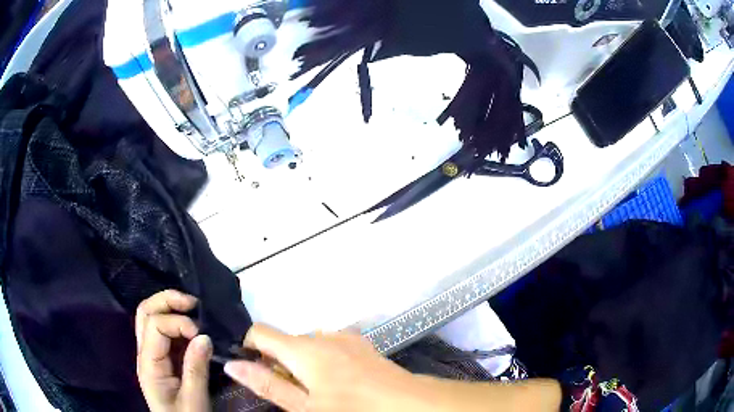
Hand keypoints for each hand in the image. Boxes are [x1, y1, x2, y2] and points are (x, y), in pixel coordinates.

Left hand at [136, 290, 212, 411]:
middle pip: (145, 312)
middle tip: (193, 303)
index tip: (202, 334)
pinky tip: (192, 326)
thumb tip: (205, 336)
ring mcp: (152, 355)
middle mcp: (145, 354)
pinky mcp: (162, 359)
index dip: (178, 322)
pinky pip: (163, 331)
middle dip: (167, 301)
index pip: (155, 326)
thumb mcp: (194, 400)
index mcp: (148, 364)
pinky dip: (176, 321)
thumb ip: (196, 369)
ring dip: (170, 307)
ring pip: (151, 317)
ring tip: (193, 308)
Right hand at [222, 324, 432, 411]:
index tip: (255, 371)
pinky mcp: (362, 344)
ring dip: (303, 363)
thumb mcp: (304, 407)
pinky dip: (324, 360)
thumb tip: (233, 364)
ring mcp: (346, 338)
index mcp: (304, 348)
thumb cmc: (352, 409)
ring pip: (309, 345)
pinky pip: (331, 346)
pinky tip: (340, 382)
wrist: (408, 403)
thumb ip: (267, 384)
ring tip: (319, 391)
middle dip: (280, 363)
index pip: (260, 332)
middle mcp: (323, 335)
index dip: (250, 349)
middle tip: (294, 393)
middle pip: (286, 341)